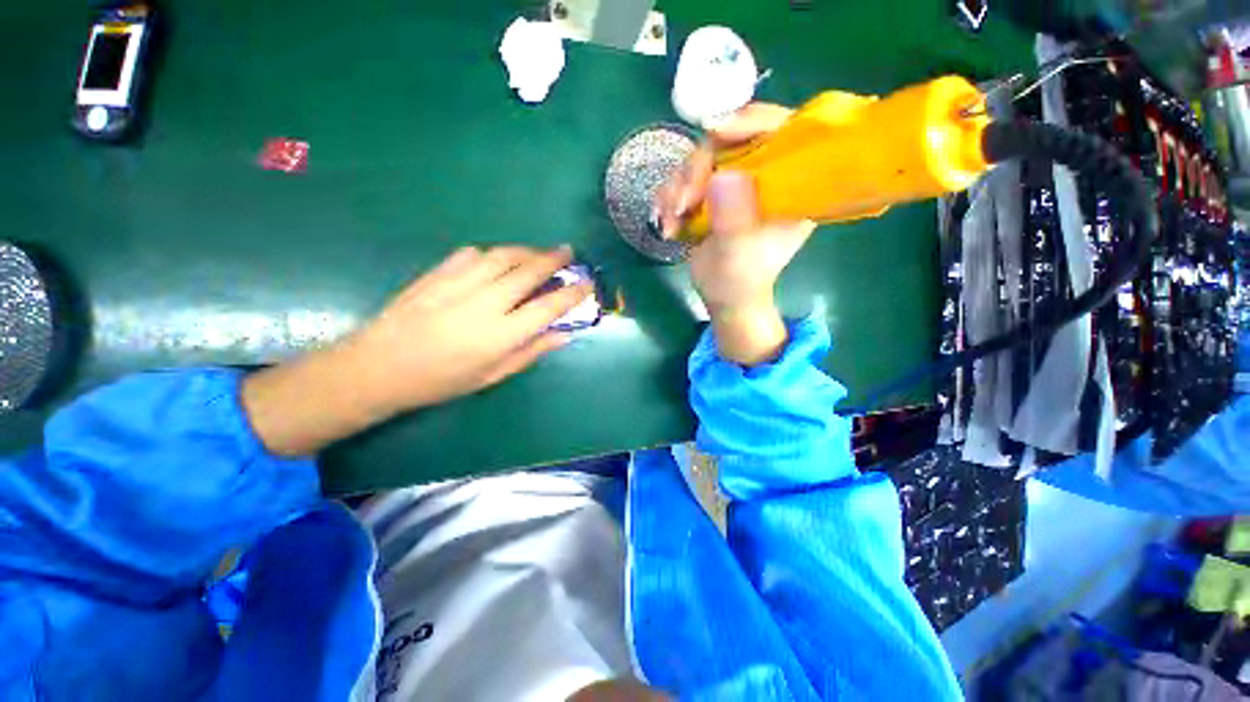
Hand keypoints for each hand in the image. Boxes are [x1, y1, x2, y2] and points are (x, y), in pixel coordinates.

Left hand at [242, 246, 589, 455]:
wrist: (378, 367)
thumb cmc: (441, 381)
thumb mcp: (493, 376)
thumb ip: (531, 352)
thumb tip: (564, 335)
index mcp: (500, 335)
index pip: (548, 306)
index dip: (572, 293)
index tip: (586, 284)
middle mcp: (484, 304)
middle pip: (528, 272)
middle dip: (554, 259)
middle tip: (569, 252)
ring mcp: (458, 284)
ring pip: (503, 256)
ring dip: (527, 251)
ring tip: (539, 253)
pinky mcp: (437, 273)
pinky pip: (472, 254)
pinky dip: (493, 254)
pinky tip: (497, 260)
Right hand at [654, 104, 816, 365]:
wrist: (724, 298)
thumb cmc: (740, 282)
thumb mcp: (738, 255)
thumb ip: (733, 218)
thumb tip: (722, 177)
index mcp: (790, 186)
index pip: (781, 131)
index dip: (750, 121)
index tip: (715, 132)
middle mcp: (764, 176)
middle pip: (729, 141)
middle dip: (698, 170)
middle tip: (682, 204)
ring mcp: (736, 184)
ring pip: (700, 160)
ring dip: (677, 189)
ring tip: (671, 222)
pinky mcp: (712, 193)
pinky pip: (684, 179)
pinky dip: (669, 199)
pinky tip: (668, 224)